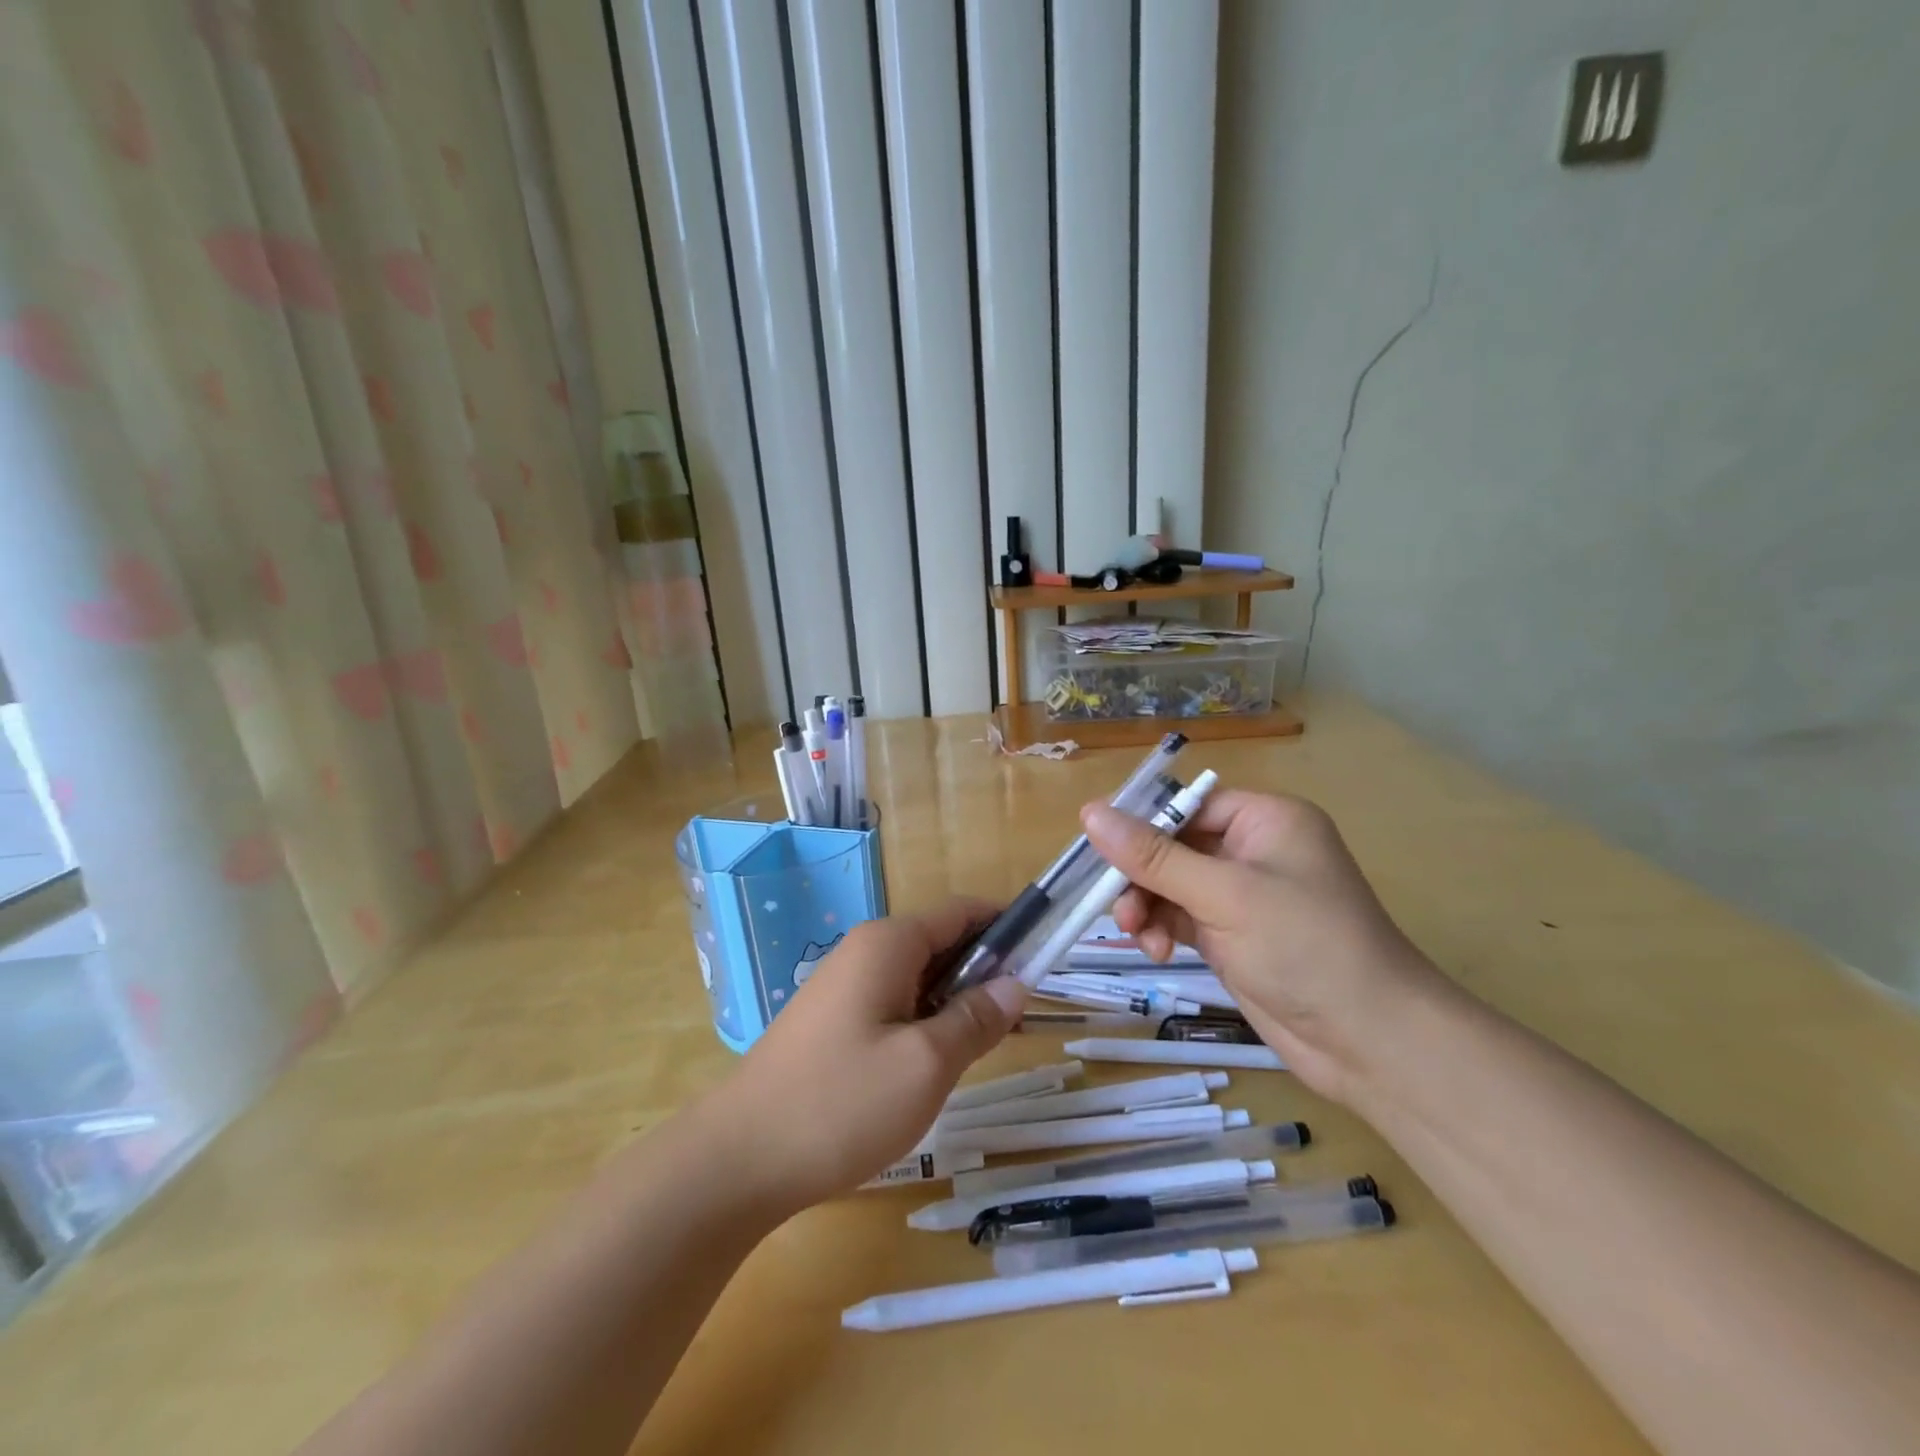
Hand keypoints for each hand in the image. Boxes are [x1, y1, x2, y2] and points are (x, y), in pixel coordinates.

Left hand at [702, 899, 1026, 1213]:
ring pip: (919, 978)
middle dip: (985, 971)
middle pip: (941, 942)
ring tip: (990, 1043)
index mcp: (889, 943)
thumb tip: (1015, 984)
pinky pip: (894, 1003)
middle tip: (1023, 1017)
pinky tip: (939, 1061)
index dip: (1006, 926)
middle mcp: (865, 951)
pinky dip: (926, 1020)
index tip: (1046, 956)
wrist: (739, 1159)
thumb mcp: (926, 1064)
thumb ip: (976, 1019)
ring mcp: (844, 986)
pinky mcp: (833, 1021)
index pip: (961, 912)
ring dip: (957, 1001)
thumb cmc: (841, 1104)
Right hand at [1081, 791, 1442, 1102]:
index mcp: (1265, 819)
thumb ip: (1153, 856)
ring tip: (1137, 934)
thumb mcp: (1223, 894)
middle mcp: (1254, 849)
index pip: (1187, 805)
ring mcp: (1243, 896)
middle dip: (1141, 876)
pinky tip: (1158, 952)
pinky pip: (1181, 917)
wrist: (1371, 1043)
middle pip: (1173, 845)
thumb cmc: (1305, 947)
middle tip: (1117, 906)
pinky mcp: (1233, 935)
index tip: (1098, 850)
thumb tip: (1089, 811)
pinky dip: (1162, 930)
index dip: (1141, 824)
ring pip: (1170, 884)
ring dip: (1147, 906)